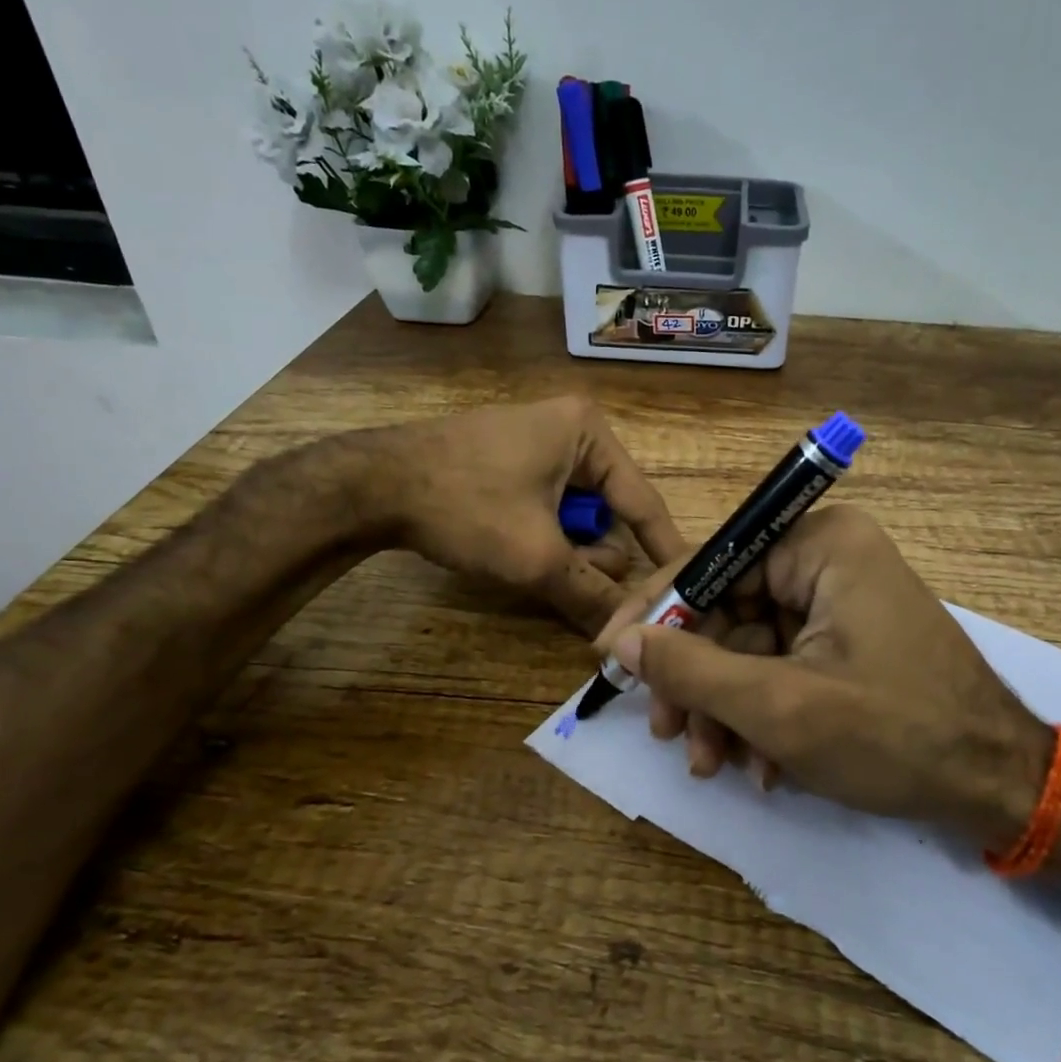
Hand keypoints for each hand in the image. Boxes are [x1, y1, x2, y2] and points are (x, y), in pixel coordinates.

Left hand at [360, 396, 687, 635]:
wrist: (372, 484)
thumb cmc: (467, 506)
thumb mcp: (536, 557)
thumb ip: (590, 595)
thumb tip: (627, 633)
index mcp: (588, 433)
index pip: (643, 501)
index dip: (665, 549)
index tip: (688, 586)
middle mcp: (569, 428)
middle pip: (608, 511)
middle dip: (595, 554)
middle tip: (578, 587)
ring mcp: (535, 441)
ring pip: (575, 514)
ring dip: (565, 550)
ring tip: (535, 567)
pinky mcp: (508, 459)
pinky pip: (546, 506)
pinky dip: (542, 536)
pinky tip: (515, 551)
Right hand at [593, 505, 1051, 836]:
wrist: (999, 788)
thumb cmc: (893, 734)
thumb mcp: (779, 706)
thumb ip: (692, 669)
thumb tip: (623, 642)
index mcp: (820, 544)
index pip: (712, 563)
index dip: (657, 612)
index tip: (612, 656)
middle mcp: (829, 558)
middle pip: (728, 609)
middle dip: (697, 679)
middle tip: (668, 733)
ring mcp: (839, 600)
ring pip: (749, 646)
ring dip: (726, 708)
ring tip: (711, 764)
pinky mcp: (847, 640)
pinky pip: (781, 665)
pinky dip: (762, 714)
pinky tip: (760, 766)